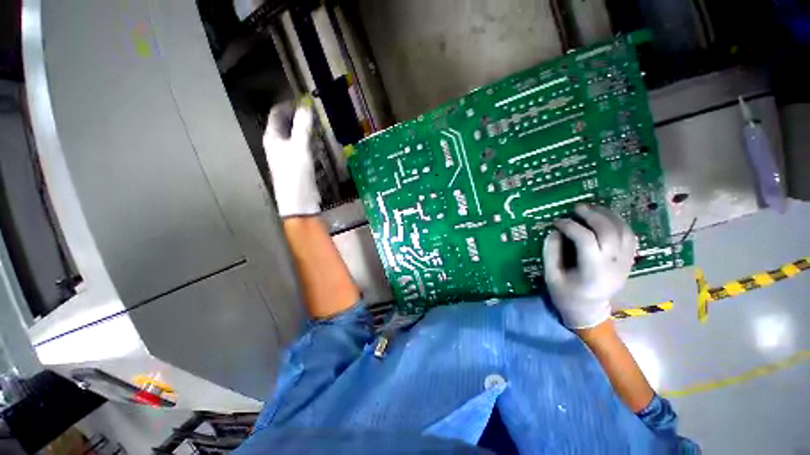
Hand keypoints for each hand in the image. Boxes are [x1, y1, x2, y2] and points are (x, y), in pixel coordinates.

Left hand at [263, 102, 320, 217]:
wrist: (298, 201)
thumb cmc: (295, 173)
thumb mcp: (300, 147)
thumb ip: (303, 126)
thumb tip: (306, 105)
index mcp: (272, 137)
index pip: (277, 113)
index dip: (289, 105)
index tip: (306, 101)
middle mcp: (276, 144)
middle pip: (286, 124)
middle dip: (299, 116)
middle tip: (315, 113)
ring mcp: (286, 155)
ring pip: (294, 136)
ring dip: (305, 129)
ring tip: (319, 125)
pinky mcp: (296, 164)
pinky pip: (301, 147)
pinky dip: (309, 141)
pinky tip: (318, 142)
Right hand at [543, 204, 636, 328]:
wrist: (589, 311)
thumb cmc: (566, 295)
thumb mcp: (551, 276)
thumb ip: (551, 253)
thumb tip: (555, 231)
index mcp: (592, 271)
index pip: (585, 240)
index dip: (570, 226)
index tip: (556, 222)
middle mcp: (613, 265)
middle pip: (608, 232)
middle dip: (592, 215)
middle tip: (577, 208)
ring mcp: (625, 263)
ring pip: (624, 231)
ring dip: (608, 216)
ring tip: (592, 208)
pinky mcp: (629, 261)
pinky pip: (630, 237)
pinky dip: (620, 224)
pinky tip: (606, 218)